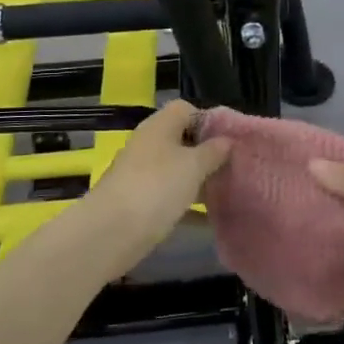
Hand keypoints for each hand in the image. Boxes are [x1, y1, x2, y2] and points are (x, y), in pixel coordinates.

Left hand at [88, 101, 231, 271]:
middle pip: (182, 140)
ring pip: (176, 170)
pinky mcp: (138, 202)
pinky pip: (169, 196)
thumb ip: (213, 152)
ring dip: (198, 180)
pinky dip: (187, 205)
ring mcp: (141, 174)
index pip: (186, 109)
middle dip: (207, 154)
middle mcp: (148, 145)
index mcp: (159, 126)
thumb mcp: (193, 166)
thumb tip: (227, 141)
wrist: (110, 233)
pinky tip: (209, 219)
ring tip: (226, 192)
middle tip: (233, 168)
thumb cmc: (157, 187)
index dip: (209, 120)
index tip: (230, 140)